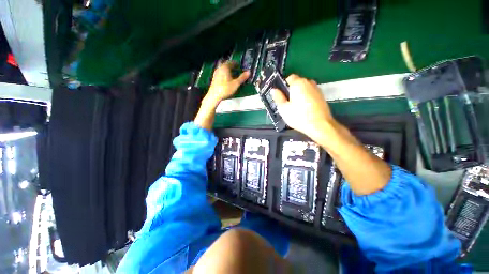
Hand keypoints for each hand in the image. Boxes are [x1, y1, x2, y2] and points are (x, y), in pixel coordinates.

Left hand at [205, 61, 249, 104]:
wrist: (214, 95)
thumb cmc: (226, 89)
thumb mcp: (236, 84)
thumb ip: (242, 77)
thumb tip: (249, 72)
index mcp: (225, 67)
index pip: (232, 62)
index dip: (237, 64)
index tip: (241, 67)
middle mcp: (220, 68)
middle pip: (227, 65)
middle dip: (233, 67)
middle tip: (238, 71)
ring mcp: (216, 73)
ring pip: (224, 69)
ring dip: (229, 71)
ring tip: (233, 76)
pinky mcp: (214, 78)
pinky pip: (221, 73)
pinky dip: (225, 74)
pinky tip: (227, 80)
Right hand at [272, 74, 334, 137]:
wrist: (320, 125)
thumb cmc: (299, 116)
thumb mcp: (283, 108)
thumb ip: (278, 97)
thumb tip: (274, 90)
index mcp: (298, 83)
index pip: (289, 78)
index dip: (284, 86)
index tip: (281, 96)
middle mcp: (309, 82)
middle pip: (297, 83)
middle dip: (291, 90)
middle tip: (287, 103)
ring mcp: (317, 89)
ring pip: (304, 89)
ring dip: (299, 94)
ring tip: (296, 107)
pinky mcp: (322, 96)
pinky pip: (310, 94)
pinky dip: (306, 98)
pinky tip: (305, 109)